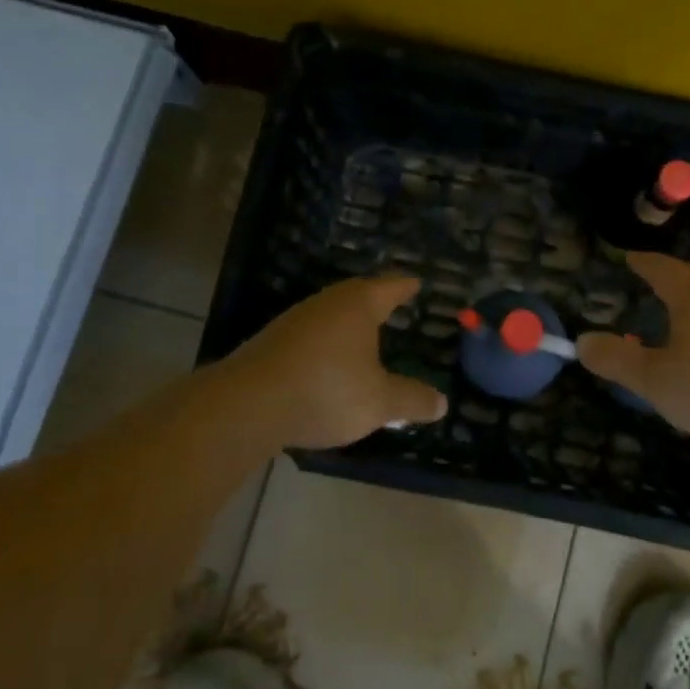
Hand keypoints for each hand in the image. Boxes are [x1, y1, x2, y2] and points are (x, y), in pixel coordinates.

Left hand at [216, 274, 448, 449]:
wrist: (248, 405)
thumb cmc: (327, 391)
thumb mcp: (380, 402)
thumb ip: (412, 400)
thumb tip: (442, 403)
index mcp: (357, 306)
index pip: (389, 287)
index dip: (405, 286)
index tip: (416, 282)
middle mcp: (326, 304)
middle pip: (357, 295)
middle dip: (376, 301)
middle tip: (393, 305)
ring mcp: (294, 322)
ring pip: (330, 316)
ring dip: (348, 325)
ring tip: (364, 336)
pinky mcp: (272, 344)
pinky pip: (310, 337)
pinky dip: (326, 346)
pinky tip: (329, 364)